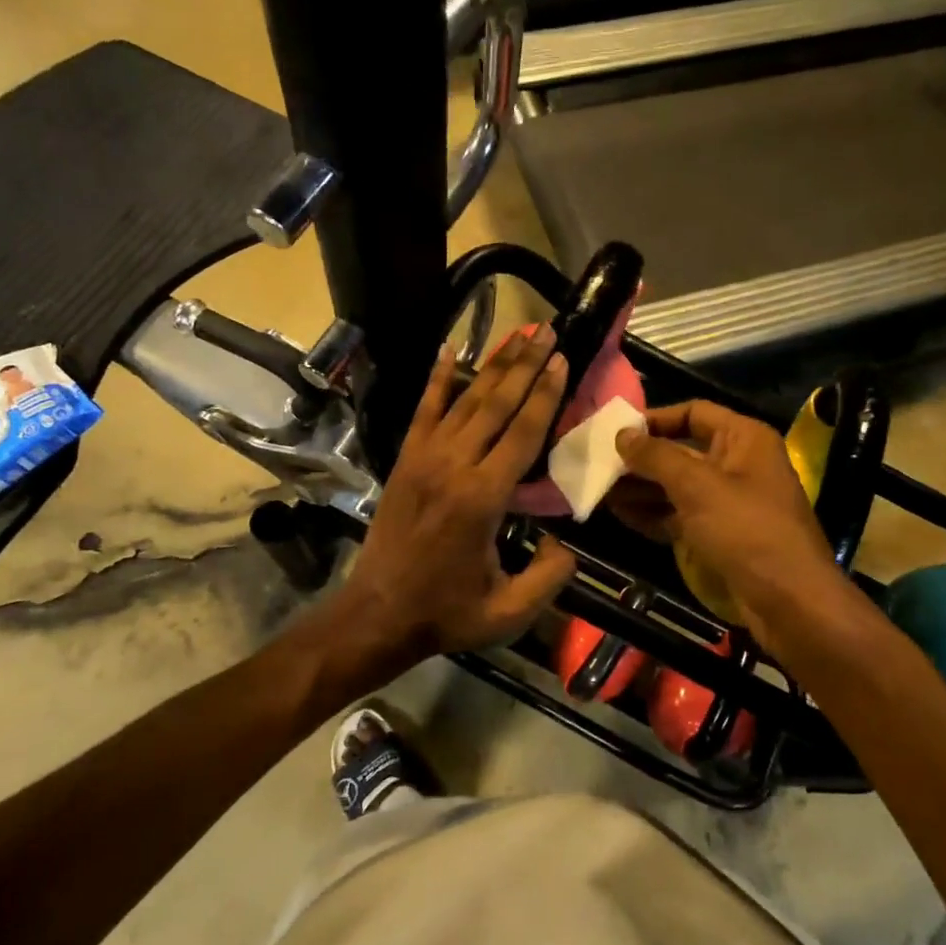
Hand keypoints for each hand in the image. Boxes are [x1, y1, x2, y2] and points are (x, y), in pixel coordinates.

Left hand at [338, 326, 578, 666]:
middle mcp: (453, 466)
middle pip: (496, 404)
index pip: (522, 433)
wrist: (377, 614)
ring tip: (518, 334)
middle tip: (547, 331)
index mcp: (482, 498)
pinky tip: (449, 349)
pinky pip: (423, 410)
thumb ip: (548, 577)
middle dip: (525, 364)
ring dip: (493, 364)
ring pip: (464, 400)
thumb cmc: (446, 613)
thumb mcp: (508, 612)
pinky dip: (437, 378)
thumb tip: (567, 544)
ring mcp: (424, 458)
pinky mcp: (405, 460)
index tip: (562, 359)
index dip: (545, 394)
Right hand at [612, 401, 848, 643]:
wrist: (789, 602)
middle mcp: (737, 464)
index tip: (616, 432)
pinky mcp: (721, 534)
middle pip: (681, 451)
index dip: (654, 419)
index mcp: (744, 438)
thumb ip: (656, 456)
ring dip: (641, 488)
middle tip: (598, 466)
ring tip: (600, 492)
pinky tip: (621, 516)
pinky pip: (681, 515)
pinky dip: (654, 514)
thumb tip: (622, 434)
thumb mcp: (697, 486)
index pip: (693, 413)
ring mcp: (729, 502)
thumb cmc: (746, 530)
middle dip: (641, 459)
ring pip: (677, 486)